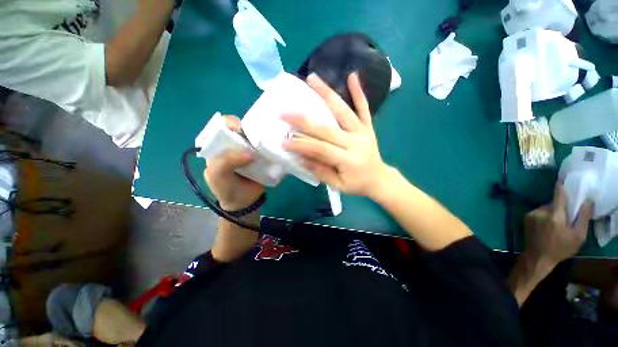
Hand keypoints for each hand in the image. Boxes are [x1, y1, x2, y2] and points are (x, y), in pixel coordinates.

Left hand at [203, 116, 264, 210]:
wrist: (244, 202)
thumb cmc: (226, 188)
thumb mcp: (217, 175)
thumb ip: (225, 161)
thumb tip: (251, 153)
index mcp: (221, 146)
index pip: (222, 127)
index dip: (230, 123)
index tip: (240, 128)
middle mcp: (236, 146)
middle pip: (244, 130)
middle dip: (251, 130)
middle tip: (259, 137)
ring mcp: (252, 152)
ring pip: (258, 139)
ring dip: (264, 138)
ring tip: (271, 141)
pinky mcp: (263, 158)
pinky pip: (268, 149)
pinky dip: (272, 148)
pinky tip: (277, 148)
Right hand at [282, 73, 390, 197]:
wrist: (379, 179)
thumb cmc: (357, 185)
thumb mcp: (338, 185)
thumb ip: (321, 171)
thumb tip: (302, 158)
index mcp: (348, 159)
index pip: (320, 149)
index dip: (302, 145)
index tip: (284, 141)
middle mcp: (355, 142)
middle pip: (327, 128)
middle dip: (304, 120)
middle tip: (285, 111)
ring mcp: (363, 132)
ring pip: (343, 111)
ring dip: (327, 94)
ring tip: (312, 79)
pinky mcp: (368, 127)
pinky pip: (363, 108)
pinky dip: (358, 92)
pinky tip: (352, 76)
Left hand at [523, 182, 593, 269]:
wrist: (537, 257)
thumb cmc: (561, 248)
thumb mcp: (577, 236)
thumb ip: (583, 217)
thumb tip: (588, 200)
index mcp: (554, 215)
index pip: (558, 195)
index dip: (561, 185)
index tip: (564, 176)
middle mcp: (540, 211)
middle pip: (554, 203)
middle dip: (562, 207)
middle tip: (568, 217)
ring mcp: (531, 214)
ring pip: (546, 208)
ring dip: (553, 212)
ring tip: (557, 225)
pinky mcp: (526, 217)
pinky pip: (539, 212)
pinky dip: (545, 215)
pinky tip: (548, 226)